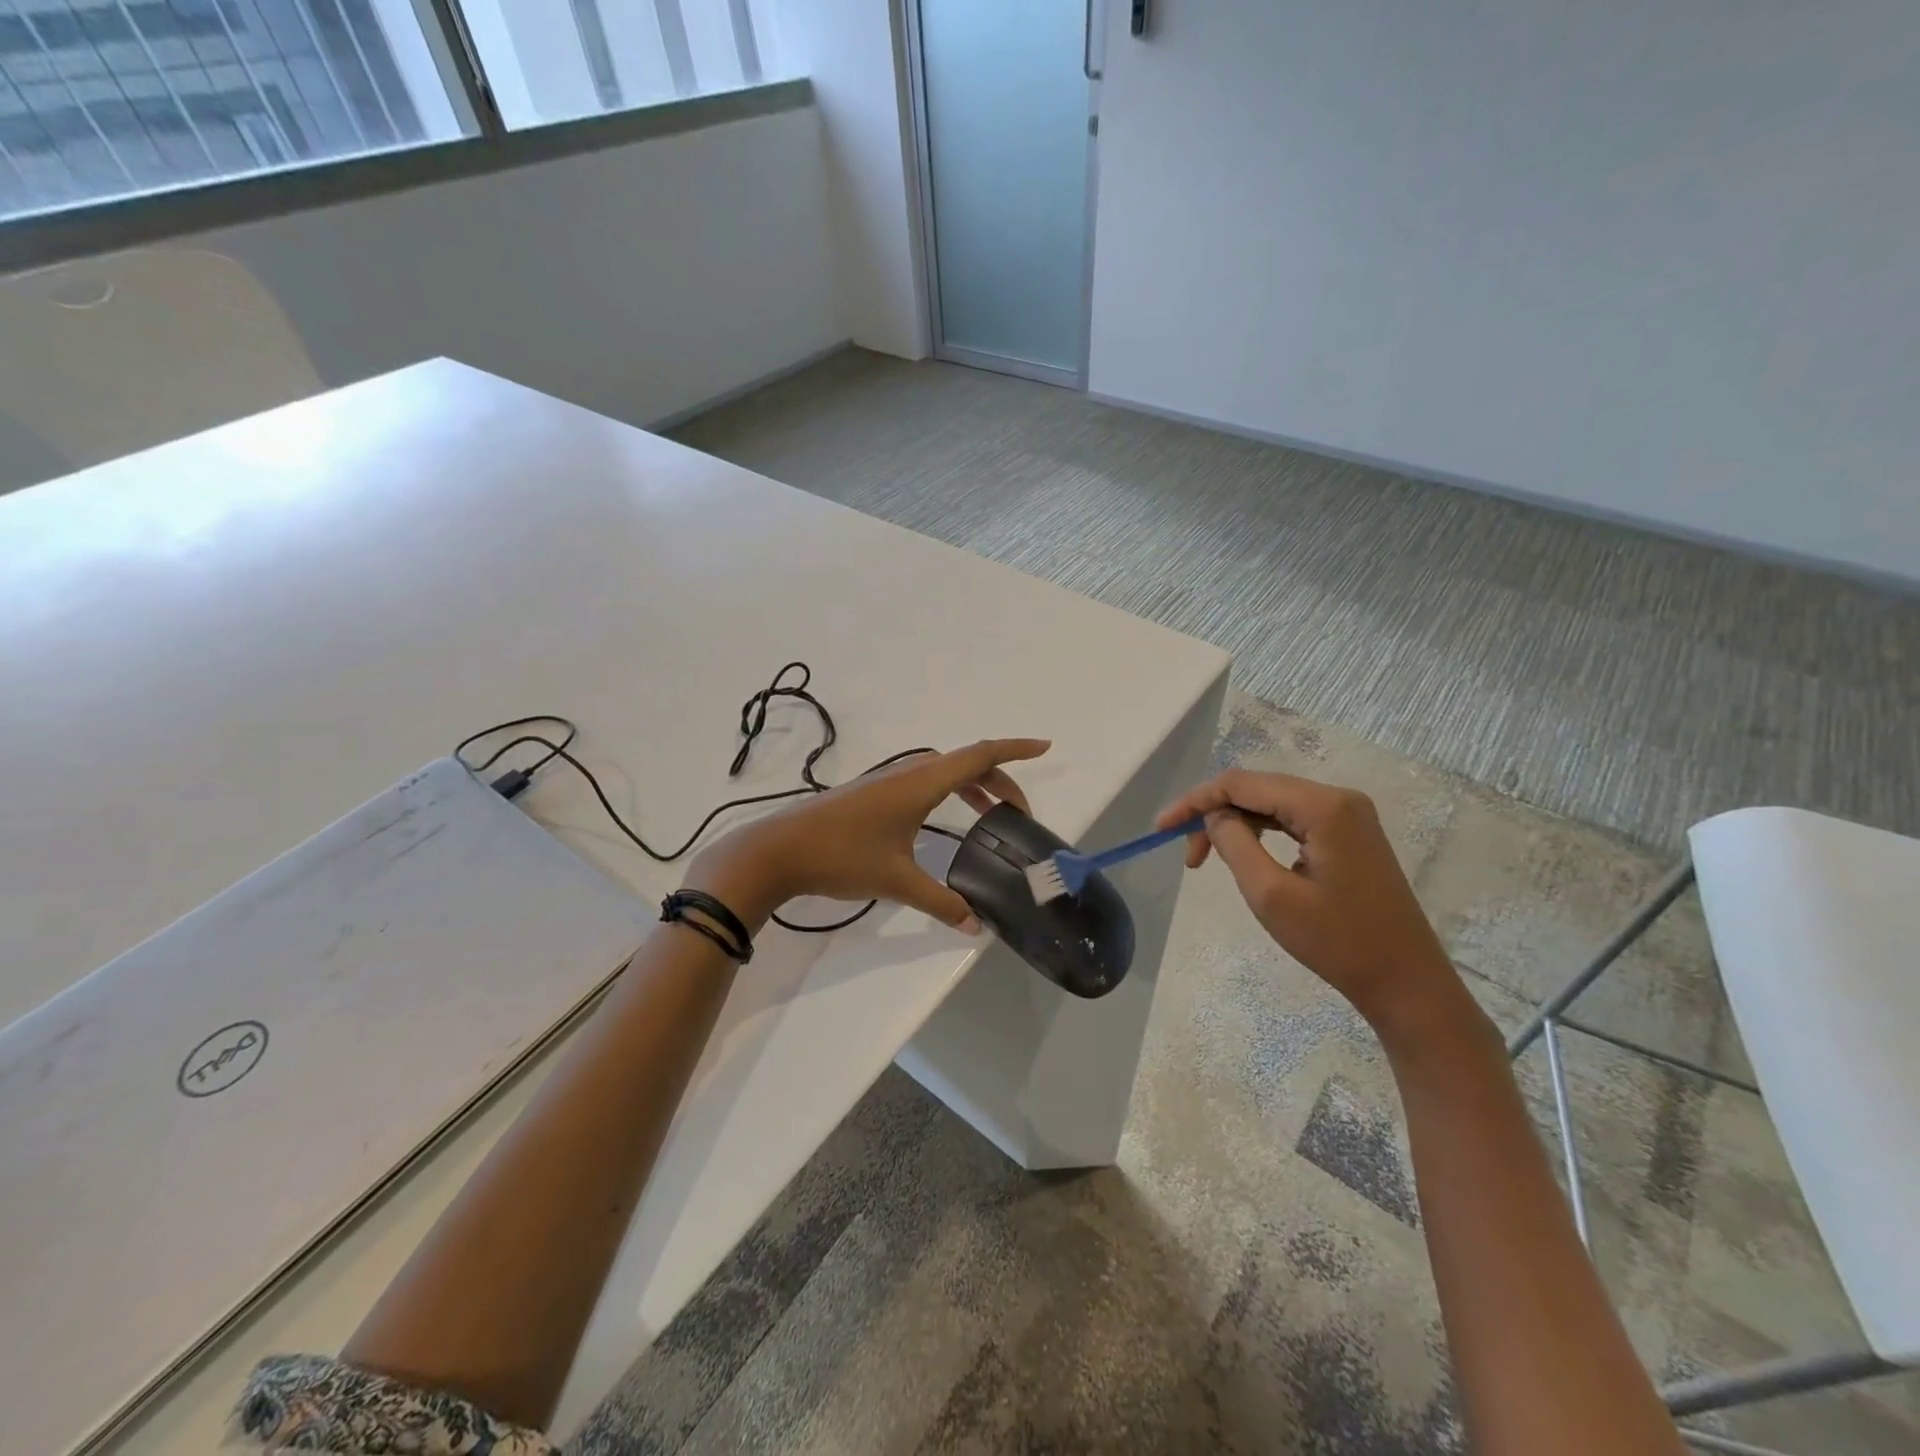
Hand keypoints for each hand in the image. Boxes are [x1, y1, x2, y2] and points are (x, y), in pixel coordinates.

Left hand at [687, 738, 1050, 930]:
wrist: (777, 850)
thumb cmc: (841, 857)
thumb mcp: (897, 881)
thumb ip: (941, 903)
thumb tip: (975, 927)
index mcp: (921, 783)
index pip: (980, 755)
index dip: (1016, 750)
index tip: (1045, 747)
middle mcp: (908, 773)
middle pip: (966, 763)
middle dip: (1000, 781)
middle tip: (1020, 814)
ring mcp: (888, 781)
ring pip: (944, 772)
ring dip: (973, 786)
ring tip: (992, 817)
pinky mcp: (873, 794)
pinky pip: (925, 782)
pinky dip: (949, 792)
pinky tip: (945, 821)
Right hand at [1154, 770, 1463, 1034]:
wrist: (1406, 982)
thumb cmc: (1337, 942)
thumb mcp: (1271, 895)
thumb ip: (1234, 844)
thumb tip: (1214, 816)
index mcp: (1322, 806)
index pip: (1241, 784)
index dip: (1196, 801)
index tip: (1161, 828)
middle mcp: (1337, 798)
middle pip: (1256, 788)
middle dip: (1213, 813)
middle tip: (1187, 855)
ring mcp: (1348, 815)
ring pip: (1272, 802)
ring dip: (1234, 823)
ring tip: (1206, 859)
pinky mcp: (1350, 833)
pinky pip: (1291, 818)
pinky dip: (1260, 831)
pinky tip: (1244, 853)